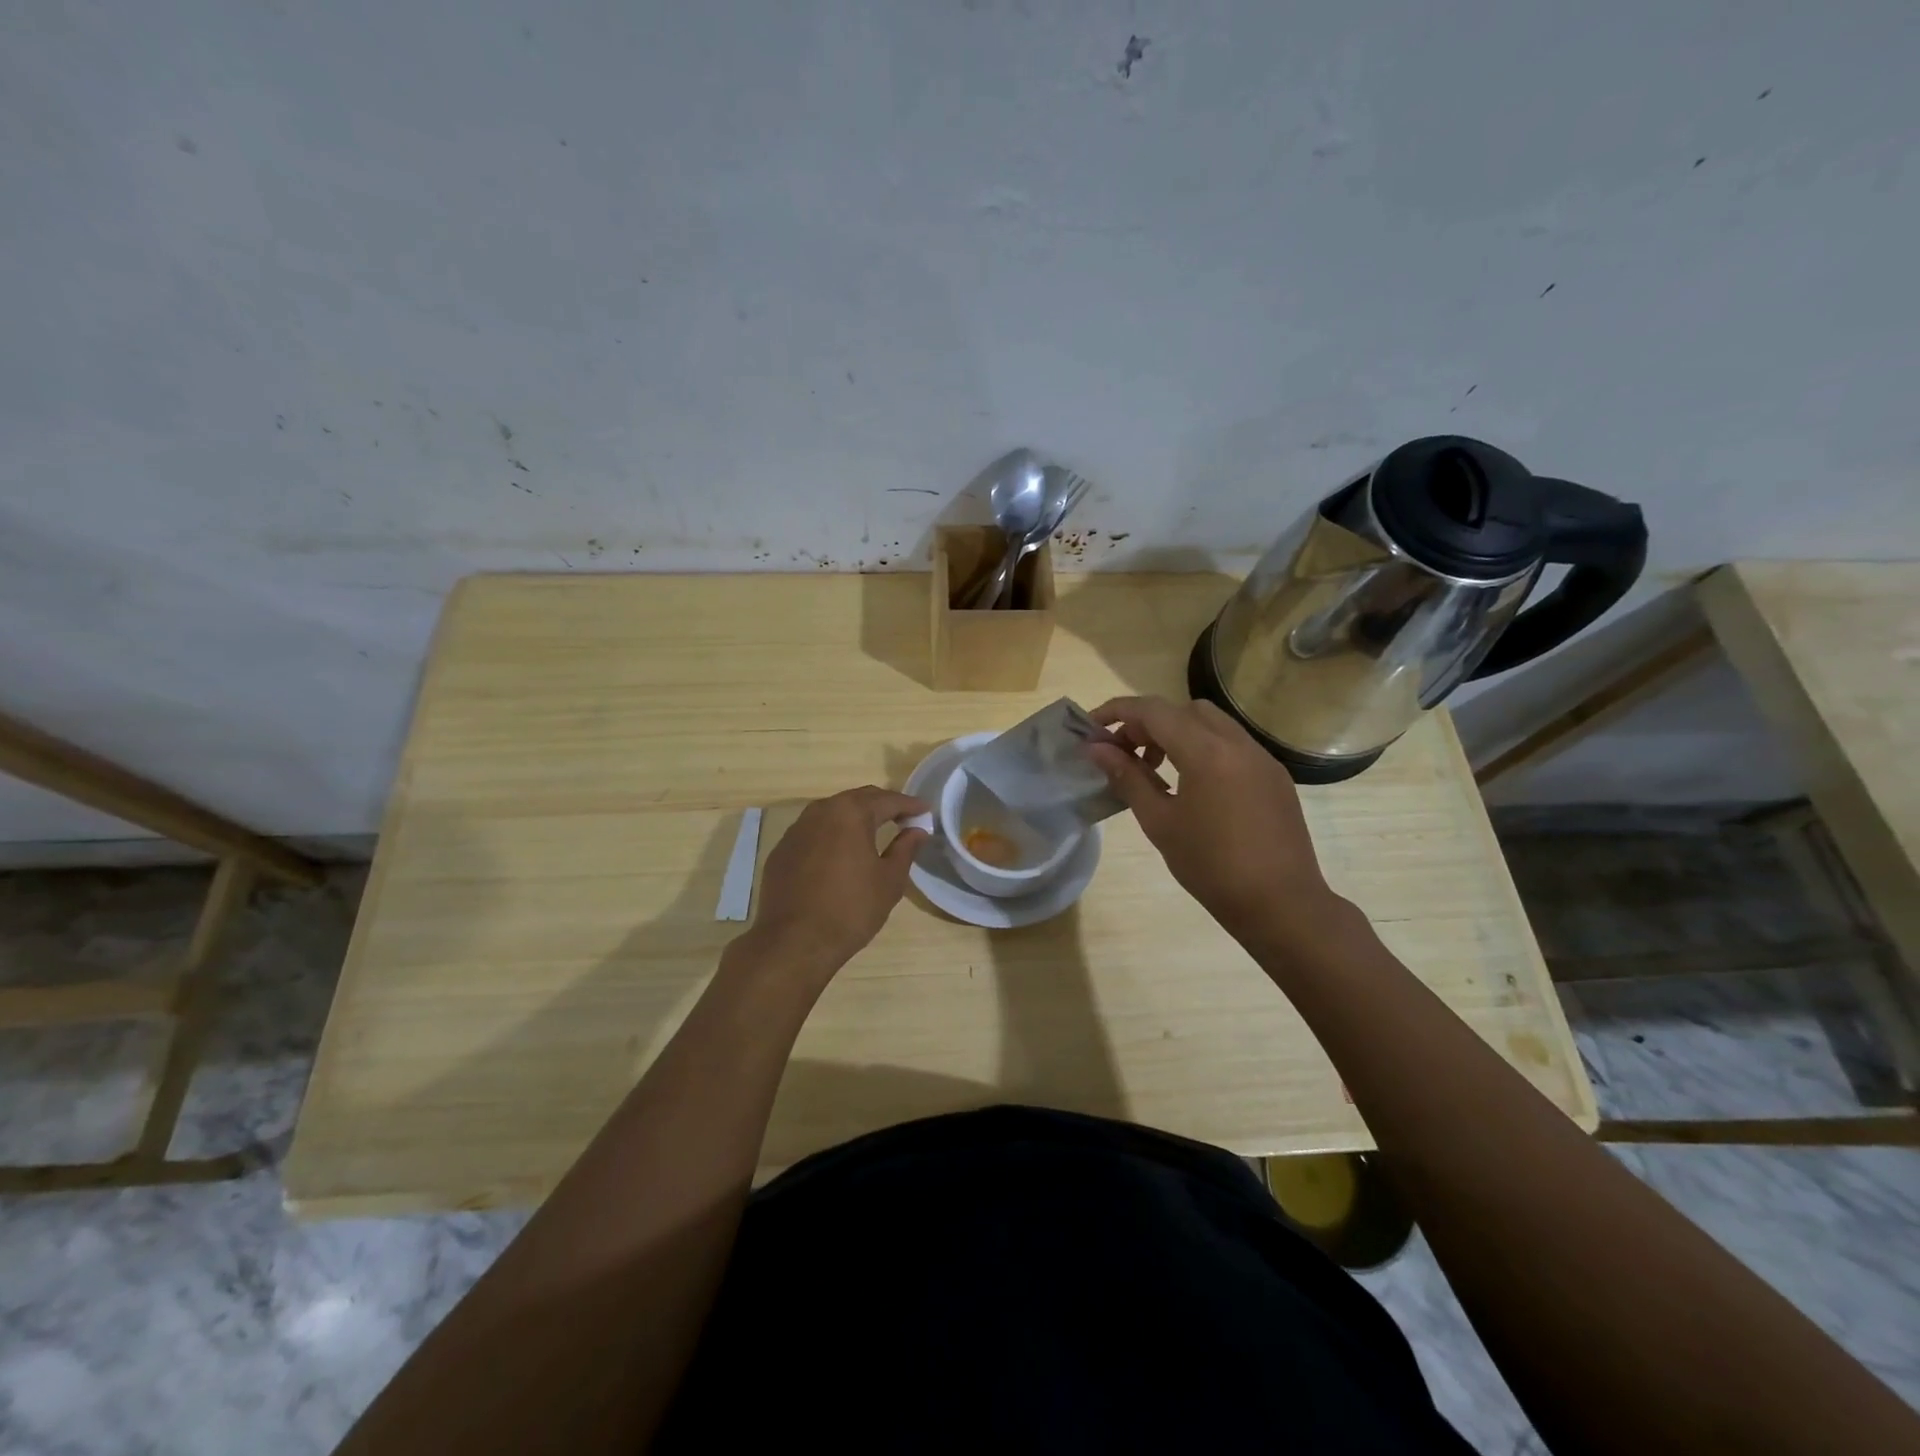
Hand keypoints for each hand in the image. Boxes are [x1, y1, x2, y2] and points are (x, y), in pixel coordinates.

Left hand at [740, 786, 928, 983]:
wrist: (794, 942)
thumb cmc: (851, 909)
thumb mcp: (889, 880)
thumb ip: (905, 849)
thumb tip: (916, 831)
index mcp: (851, 813)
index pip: (887, 800)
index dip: (909, 805)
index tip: (925, 810)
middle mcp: (820, 811)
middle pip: (857, 799)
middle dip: (882, 805)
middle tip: (902, 817)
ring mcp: (796, 830)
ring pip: (832, 813)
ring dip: (854, 817)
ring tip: (873, 830)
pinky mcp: (781, 850)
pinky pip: (813, 832)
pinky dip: (831, 835)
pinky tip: (839, 852)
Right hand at [1086, 696, 1338, 945]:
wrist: (1281, 905)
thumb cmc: (1211, 867)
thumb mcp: (1160, 822)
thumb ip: (1128, 777)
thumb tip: (1096, 749)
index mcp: (1207, 752)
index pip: (1153, 711)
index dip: (1117, 711)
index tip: (1092, 728)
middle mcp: (1237, 743)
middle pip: (1183, 710)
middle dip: (1148, 723)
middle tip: (1126, 754)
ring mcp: (1261, 757)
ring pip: (1211, 723)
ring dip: (1177, 733)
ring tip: (1157, 770)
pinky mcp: (1274, 775)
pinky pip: (1232, 744)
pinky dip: (1203, 748)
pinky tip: (1193, 786)